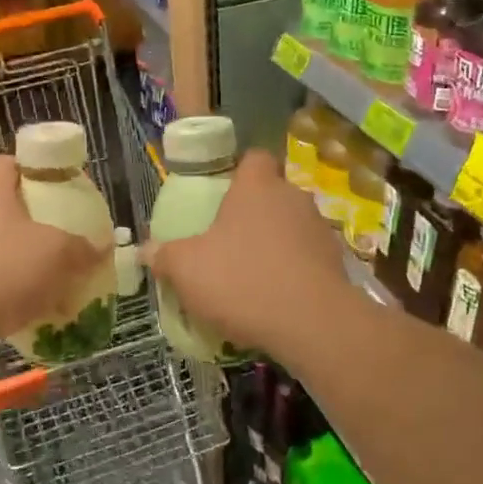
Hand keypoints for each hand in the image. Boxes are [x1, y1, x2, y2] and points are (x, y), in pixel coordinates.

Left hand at [0, 155, 105, 359]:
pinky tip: (26, 307)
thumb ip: (84, 248)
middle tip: (59, 235)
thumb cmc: (3, 270)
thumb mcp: (58, 254)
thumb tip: (102, 247)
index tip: (58, 188)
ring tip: (48, 277)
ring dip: (19, 257)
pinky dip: (3, 286)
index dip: (34, 170)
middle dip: (32, 220)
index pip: (8, 162)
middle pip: (2, 204)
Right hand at [143, 149, 350, 354]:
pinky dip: (294, 270)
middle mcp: (293, 198)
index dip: (240, 172)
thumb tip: (145, 250)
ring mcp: (320, 230)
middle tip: (230, 239)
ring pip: (293, 226)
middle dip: (255, 212)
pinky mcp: (337, 263)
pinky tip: (277, 297)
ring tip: (254, 272)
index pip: (254, 158)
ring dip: (277, 242)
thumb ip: (164, 256)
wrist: (313, 324)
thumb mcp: (187, 269)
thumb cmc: (242, 280)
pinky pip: (308, 258)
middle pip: (273, 193)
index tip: (224, 194)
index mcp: (257, 187)